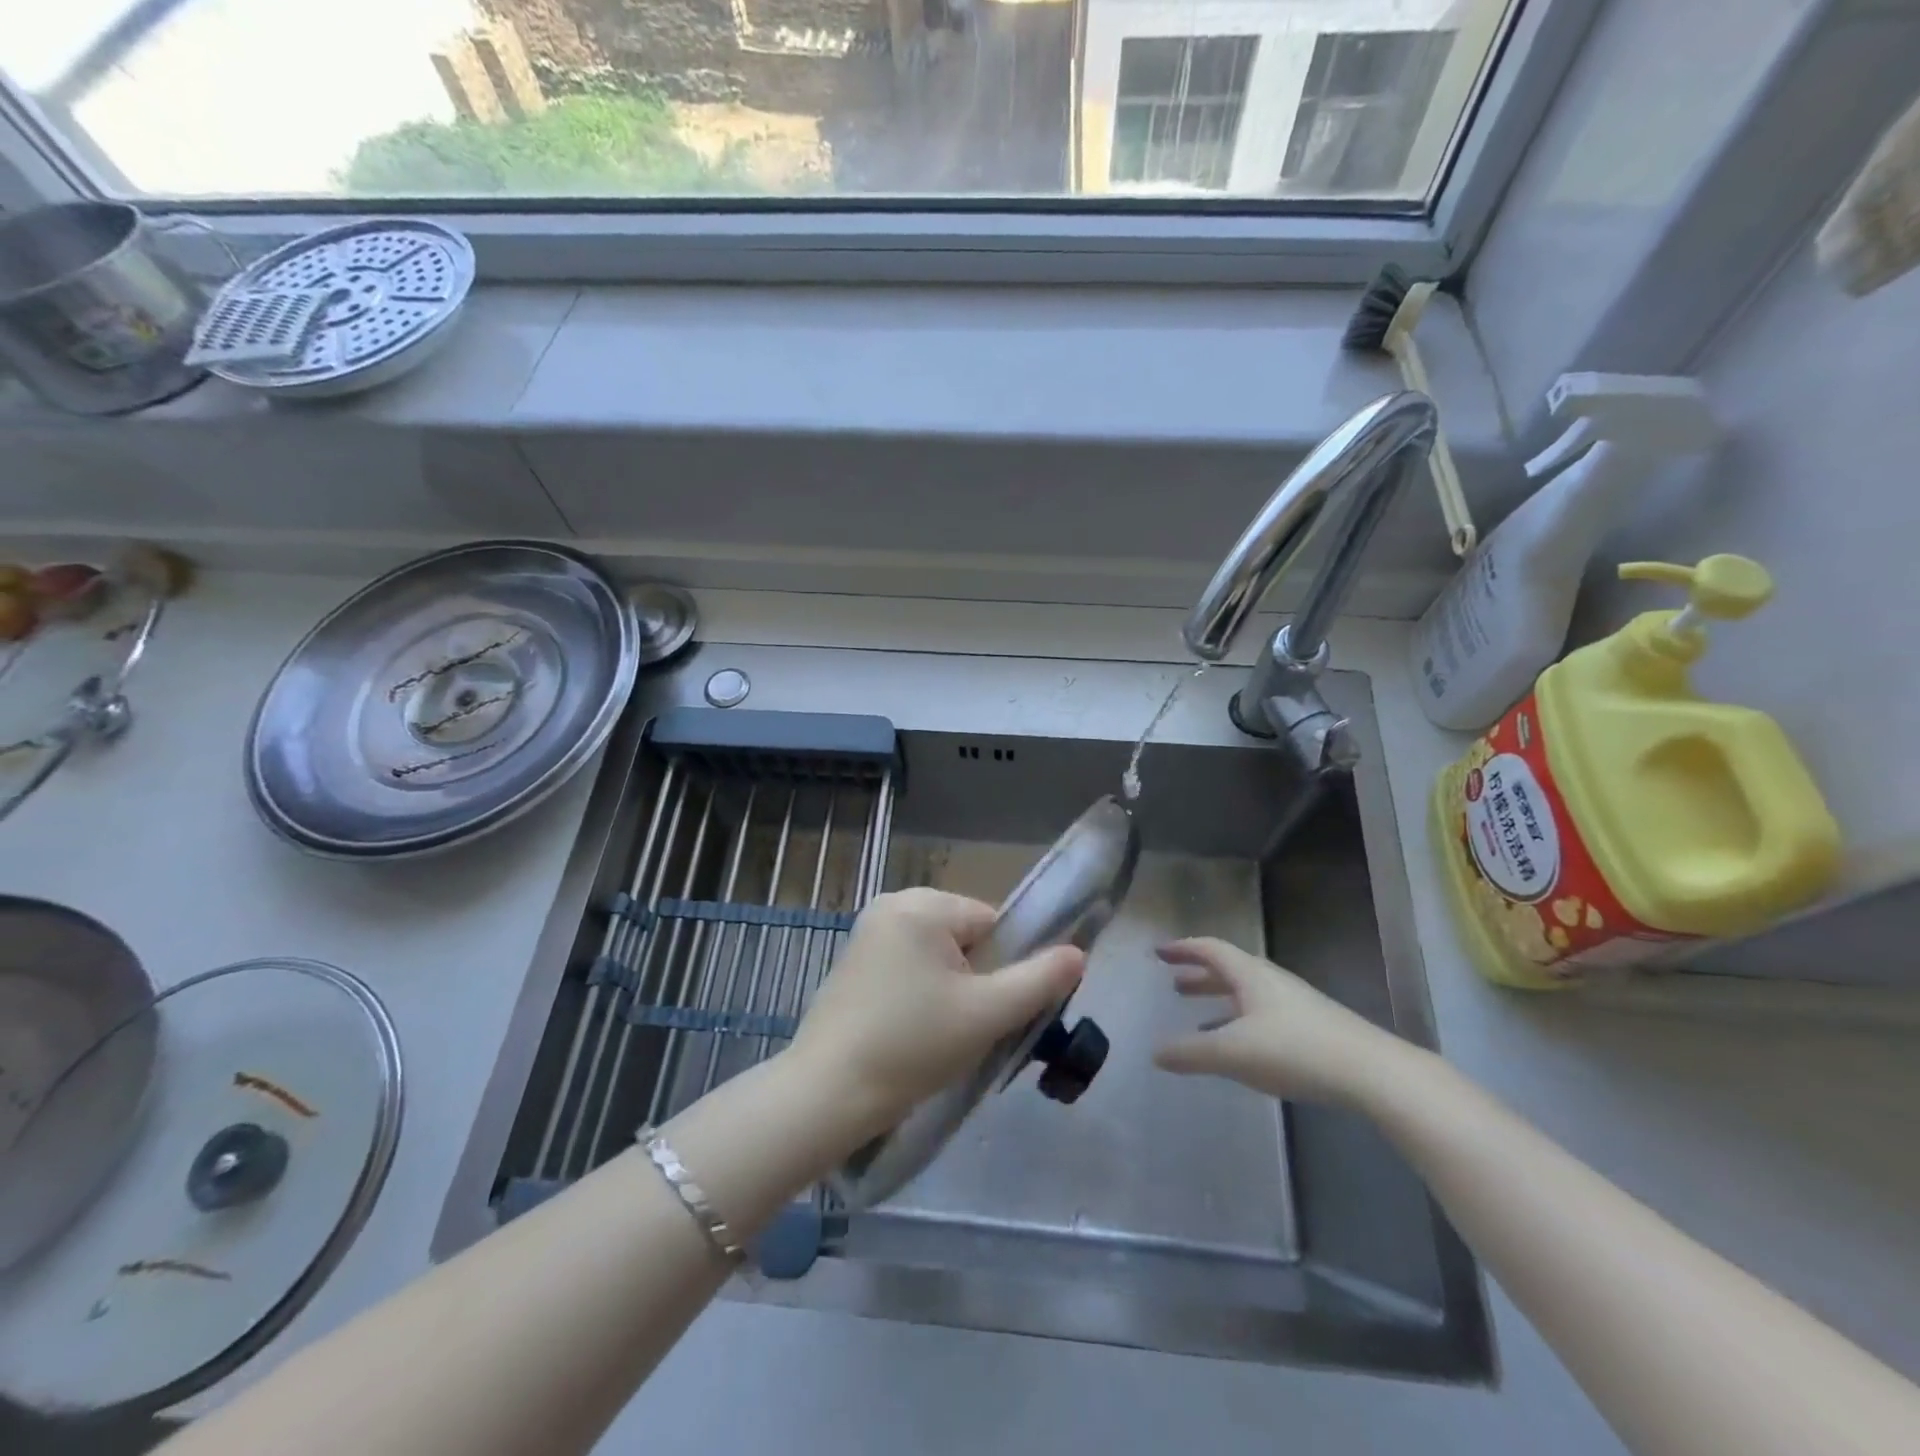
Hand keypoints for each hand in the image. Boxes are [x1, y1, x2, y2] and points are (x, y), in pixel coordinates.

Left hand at [787, 888, 1085, 1143]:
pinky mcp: (853, 962)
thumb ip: (1039, 980)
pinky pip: (908, 966)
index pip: (991, 923)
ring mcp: (867, 932)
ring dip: (950, 990)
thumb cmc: (911, 1046)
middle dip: (975, 979)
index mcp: (921, 904)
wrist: (826, 1094)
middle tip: (965, 1028)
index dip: (1002, 968)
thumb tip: (1078, 953)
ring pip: (937, 955)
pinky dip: (920, 994)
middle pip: (964, 937)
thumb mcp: (986, 1014)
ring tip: (938, 1036)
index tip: (990, 1011)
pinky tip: (911, 1032)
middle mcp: (891, 904)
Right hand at [1153, 938, 1414, 1104]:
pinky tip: (1240, 1048)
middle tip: (1175, 984)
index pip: (1209, 949)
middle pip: (1229, 969)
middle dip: (1199, 975)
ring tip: (1198, 1018)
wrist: (1373, 1073)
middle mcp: (1271, 981)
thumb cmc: (1295, 1051)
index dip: (1183, 949)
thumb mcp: (1232, 1053)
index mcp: (1250, 974)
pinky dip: (1241, 1021)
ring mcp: (1296, 1004)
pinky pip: (1264, 1014)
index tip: (1160, 952)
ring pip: (1248, 993)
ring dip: (1220, 1000)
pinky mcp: (1313, 1028)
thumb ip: (1190, 1053)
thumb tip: (1155, 1052)